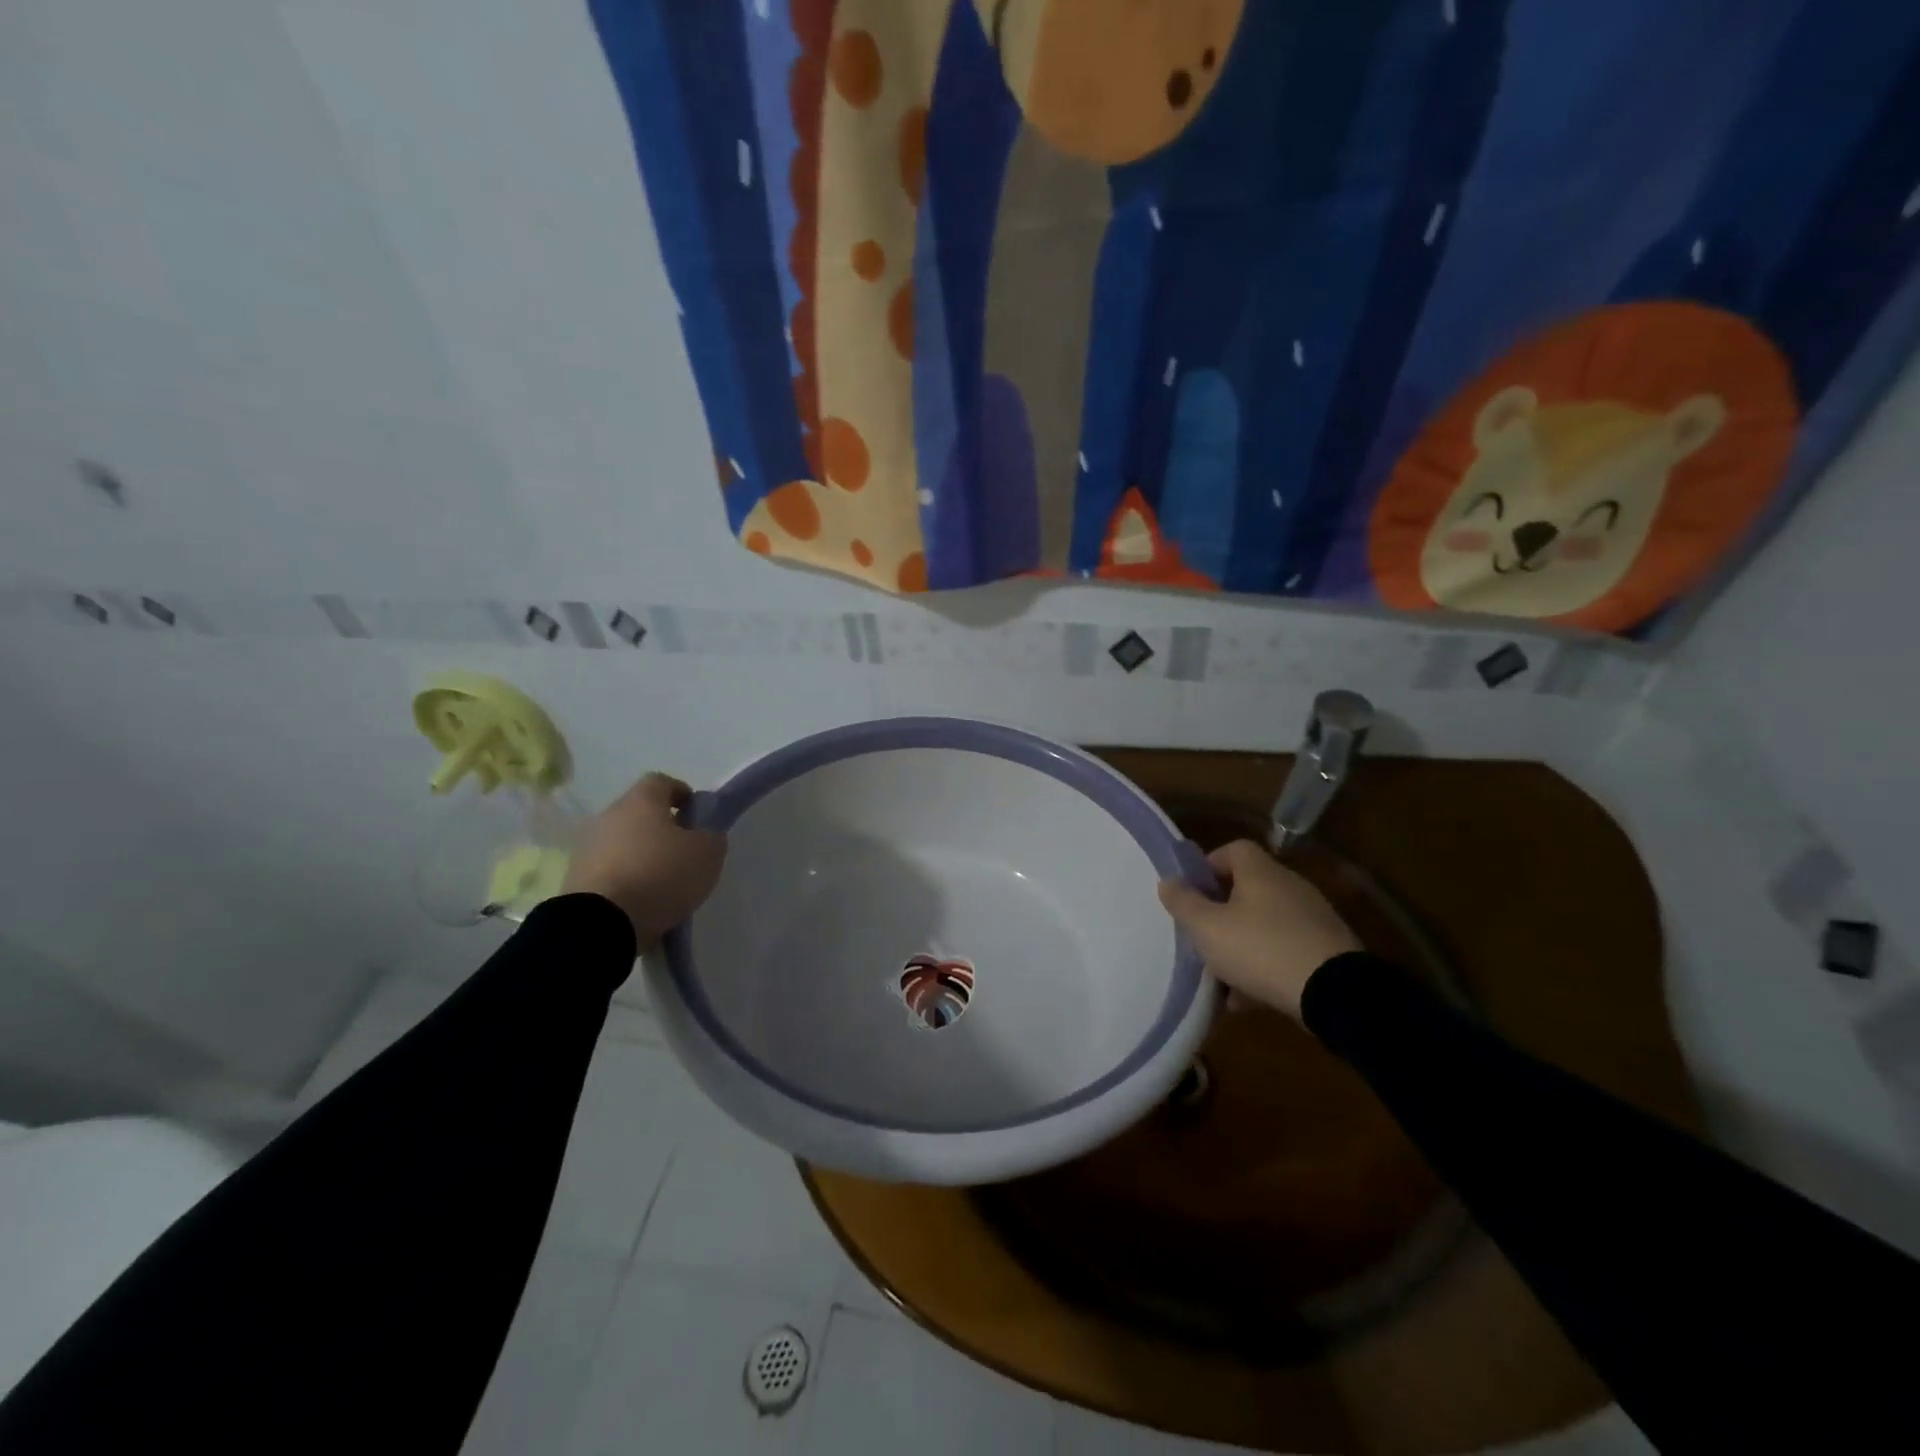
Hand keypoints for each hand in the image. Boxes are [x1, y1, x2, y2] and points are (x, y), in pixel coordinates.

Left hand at [562, 774, 726, 949]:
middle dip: (661, 829)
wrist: (601, 922)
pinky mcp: (575, 878)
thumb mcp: (707, 854)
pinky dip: (625, 880)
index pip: (662, 782)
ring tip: (662, 884)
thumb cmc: (660, 875)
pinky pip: (609, 871)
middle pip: (639, 813)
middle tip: (683, 853)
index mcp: (641, 801)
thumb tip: (704, 833)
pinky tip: (641, 902)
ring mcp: (587, 847)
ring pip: (623, 843)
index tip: (697, 817)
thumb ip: (711, 836)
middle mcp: (609, 816)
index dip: (682, 795)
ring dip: (641, 856)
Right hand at [1157, 839, 1360, 1017]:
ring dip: (1242, 944)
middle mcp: (1290, 887)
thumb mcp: (1207, 928)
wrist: (1335, 994)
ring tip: (1220, 975)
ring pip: (1265, 924)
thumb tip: (1168, 881)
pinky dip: (1265, 967)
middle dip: (1222, 912)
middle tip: (1202, 936)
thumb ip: (1183, 903)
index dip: (1209, 866)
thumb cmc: (1261, 949)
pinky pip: (1285, 951)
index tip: (1192, 894)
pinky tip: (1247, 998)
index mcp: (1261, 873)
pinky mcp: (1327, 951)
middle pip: (1248, 889)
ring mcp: (1313, 919)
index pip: (1234, 849)